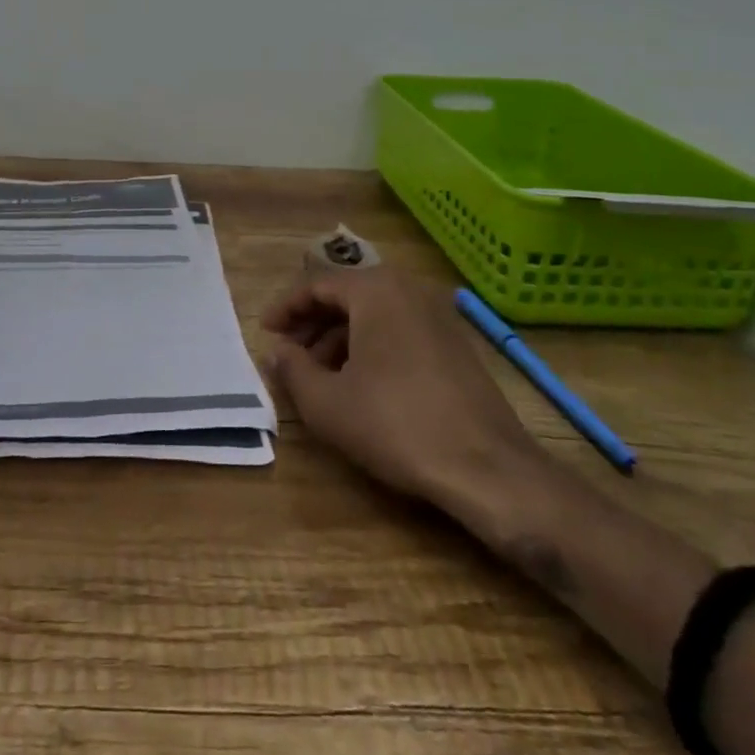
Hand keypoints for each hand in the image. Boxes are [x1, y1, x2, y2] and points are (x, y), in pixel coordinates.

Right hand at [264, 268, 553, 540]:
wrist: (488, 469)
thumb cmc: (396, 425)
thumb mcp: (327, 403)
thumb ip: (292, 370)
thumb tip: (276, 351)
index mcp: (375, 290)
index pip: (317, 285)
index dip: (286, 309)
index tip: (266, 332)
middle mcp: (408, 290)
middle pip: (346, 296)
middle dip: (312, 324)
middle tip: (289, 354)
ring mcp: (437, 316)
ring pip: (374, 315)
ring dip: (340, 338)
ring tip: (320, 375)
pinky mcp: (456, 344)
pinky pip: (399, 330)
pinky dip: (371, 347)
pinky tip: (361, 384)